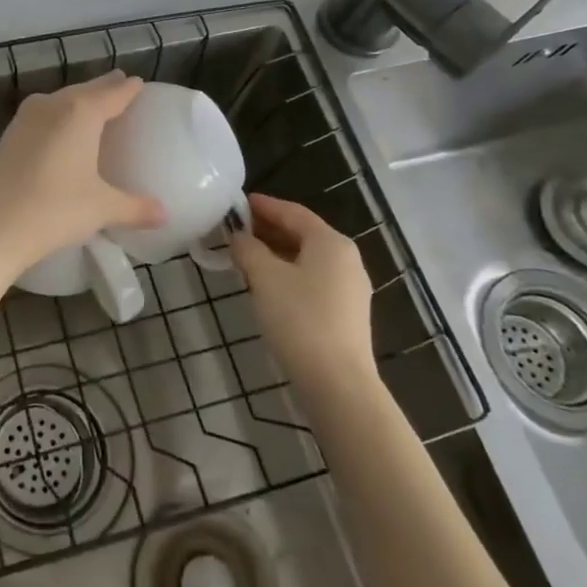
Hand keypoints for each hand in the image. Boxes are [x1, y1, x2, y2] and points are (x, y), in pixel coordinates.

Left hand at [0, 71, 166, 278]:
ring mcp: (25, 119)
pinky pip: (42, 116)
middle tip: (120, 86)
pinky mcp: (8, 136)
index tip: (139, 83)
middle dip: (104, 88)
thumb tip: (164, 215)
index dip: (128, 89)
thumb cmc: (54, 210)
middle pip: (85, 90)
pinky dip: (57, 117)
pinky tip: (59, 132)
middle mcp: (52, 105)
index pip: (113, 93)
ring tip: (93, 106)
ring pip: (60, 100)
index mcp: (81, 112)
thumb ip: (135, 208)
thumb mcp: (101, 209)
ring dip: (77, 100)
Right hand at [228, 194, 377, 388]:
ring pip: (307, 259)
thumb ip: (248, 250)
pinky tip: (267, 286)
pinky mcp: (346, 313)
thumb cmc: (299, 319)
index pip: (293, 212)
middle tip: (236, 231)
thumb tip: (239, 237)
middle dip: (268, 230)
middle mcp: (346, 259)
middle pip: (303, 234)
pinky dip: (289, 274)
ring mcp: (350, 288)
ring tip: (246, 257)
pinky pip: (313, 280)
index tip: (238, 203)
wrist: (337, 383)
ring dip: (276, 254)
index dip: (264, 206)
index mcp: (331, 243)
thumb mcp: (265, 278)